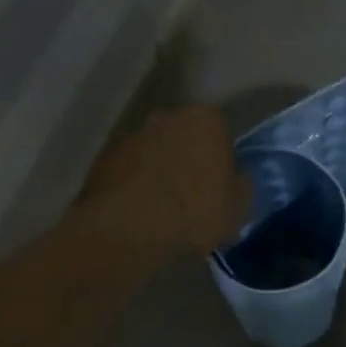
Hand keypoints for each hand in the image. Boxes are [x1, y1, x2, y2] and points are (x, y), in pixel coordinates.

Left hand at [79, 105, 252, 257]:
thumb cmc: (194, 212)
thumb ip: (241, 188)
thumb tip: (236, 181)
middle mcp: (168, 116)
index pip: (220, 133)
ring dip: (159, 171)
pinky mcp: (104, 158)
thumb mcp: (238, 209)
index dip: (220, 160)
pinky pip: (129, 170)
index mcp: (206, 120)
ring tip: (162, 208)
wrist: (129, 230)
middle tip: (191, 195)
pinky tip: (138, 212)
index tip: (219, 186)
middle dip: (187, 159)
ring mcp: (133, 135)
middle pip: (184, 137)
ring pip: (155, 152)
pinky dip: (134, 184)